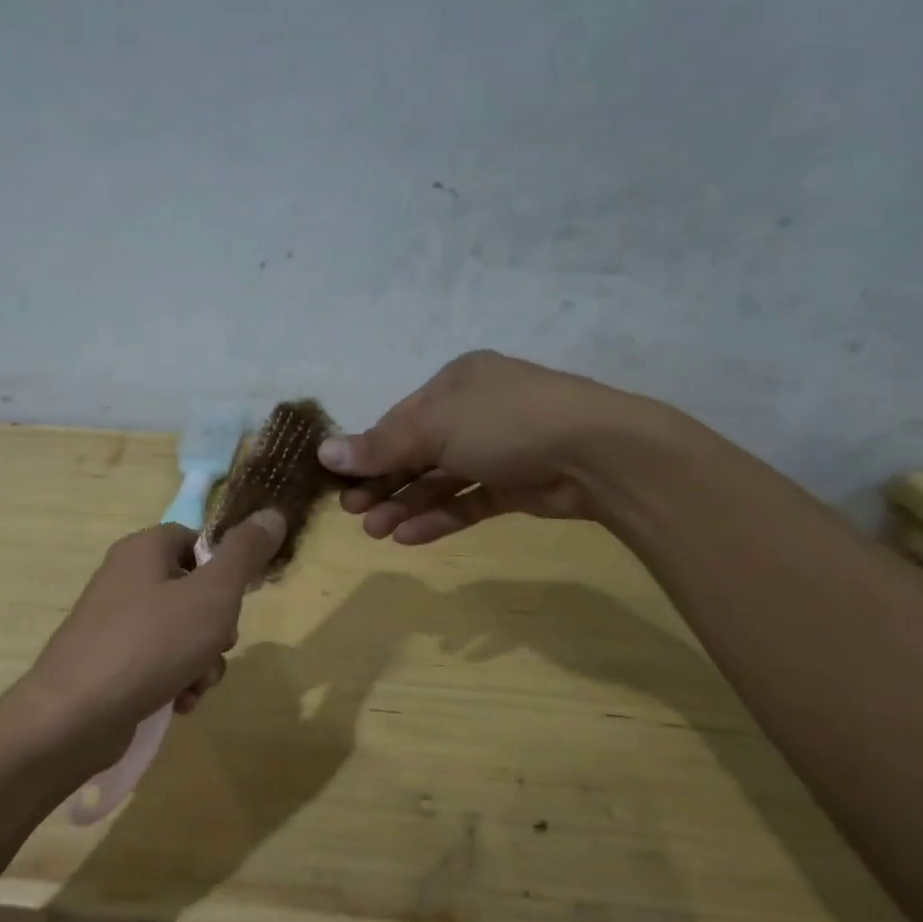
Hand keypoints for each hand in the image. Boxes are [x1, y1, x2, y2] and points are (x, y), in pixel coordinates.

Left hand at [20, 511, 286, 756]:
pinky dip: (175, 680)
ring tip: (195, 684)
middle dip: (217, 626)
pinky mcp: (109, 663)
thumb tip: (272, 514)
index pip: (194, 540)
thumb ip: (245, 554)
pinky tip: (178, 703)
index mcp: (143, 550)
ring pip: (180, 632)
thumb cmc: (151, 644)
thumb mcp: (212, 595)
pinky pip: (157, 662)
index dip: (224, 566)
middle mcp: (124, 579)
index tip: (240, 597)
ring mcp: (114, 624)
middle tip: (218, 645)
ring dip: (201, 661)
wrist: (75, 716)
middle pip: (192, 590)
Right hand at [318, 351, 658, 543]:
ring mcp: (497, 449)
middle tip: (354, 512)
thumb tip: (324, 452)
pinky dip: (438, 517)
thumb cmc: (506, 423)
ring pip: (439, 480)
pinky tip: (409, 537)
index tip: (338, 482)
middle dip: (383, 483)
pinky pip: (467, 500)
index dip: (367, 452)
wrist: (598, 454)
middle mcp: (474, 412)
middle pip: (416, 452)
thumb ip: (380, 446)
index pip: (398, 420)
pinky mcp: (515, 485)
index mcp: (455, 384)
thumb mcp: (434, 428)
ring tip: (377, 532)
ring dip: (406, 505)